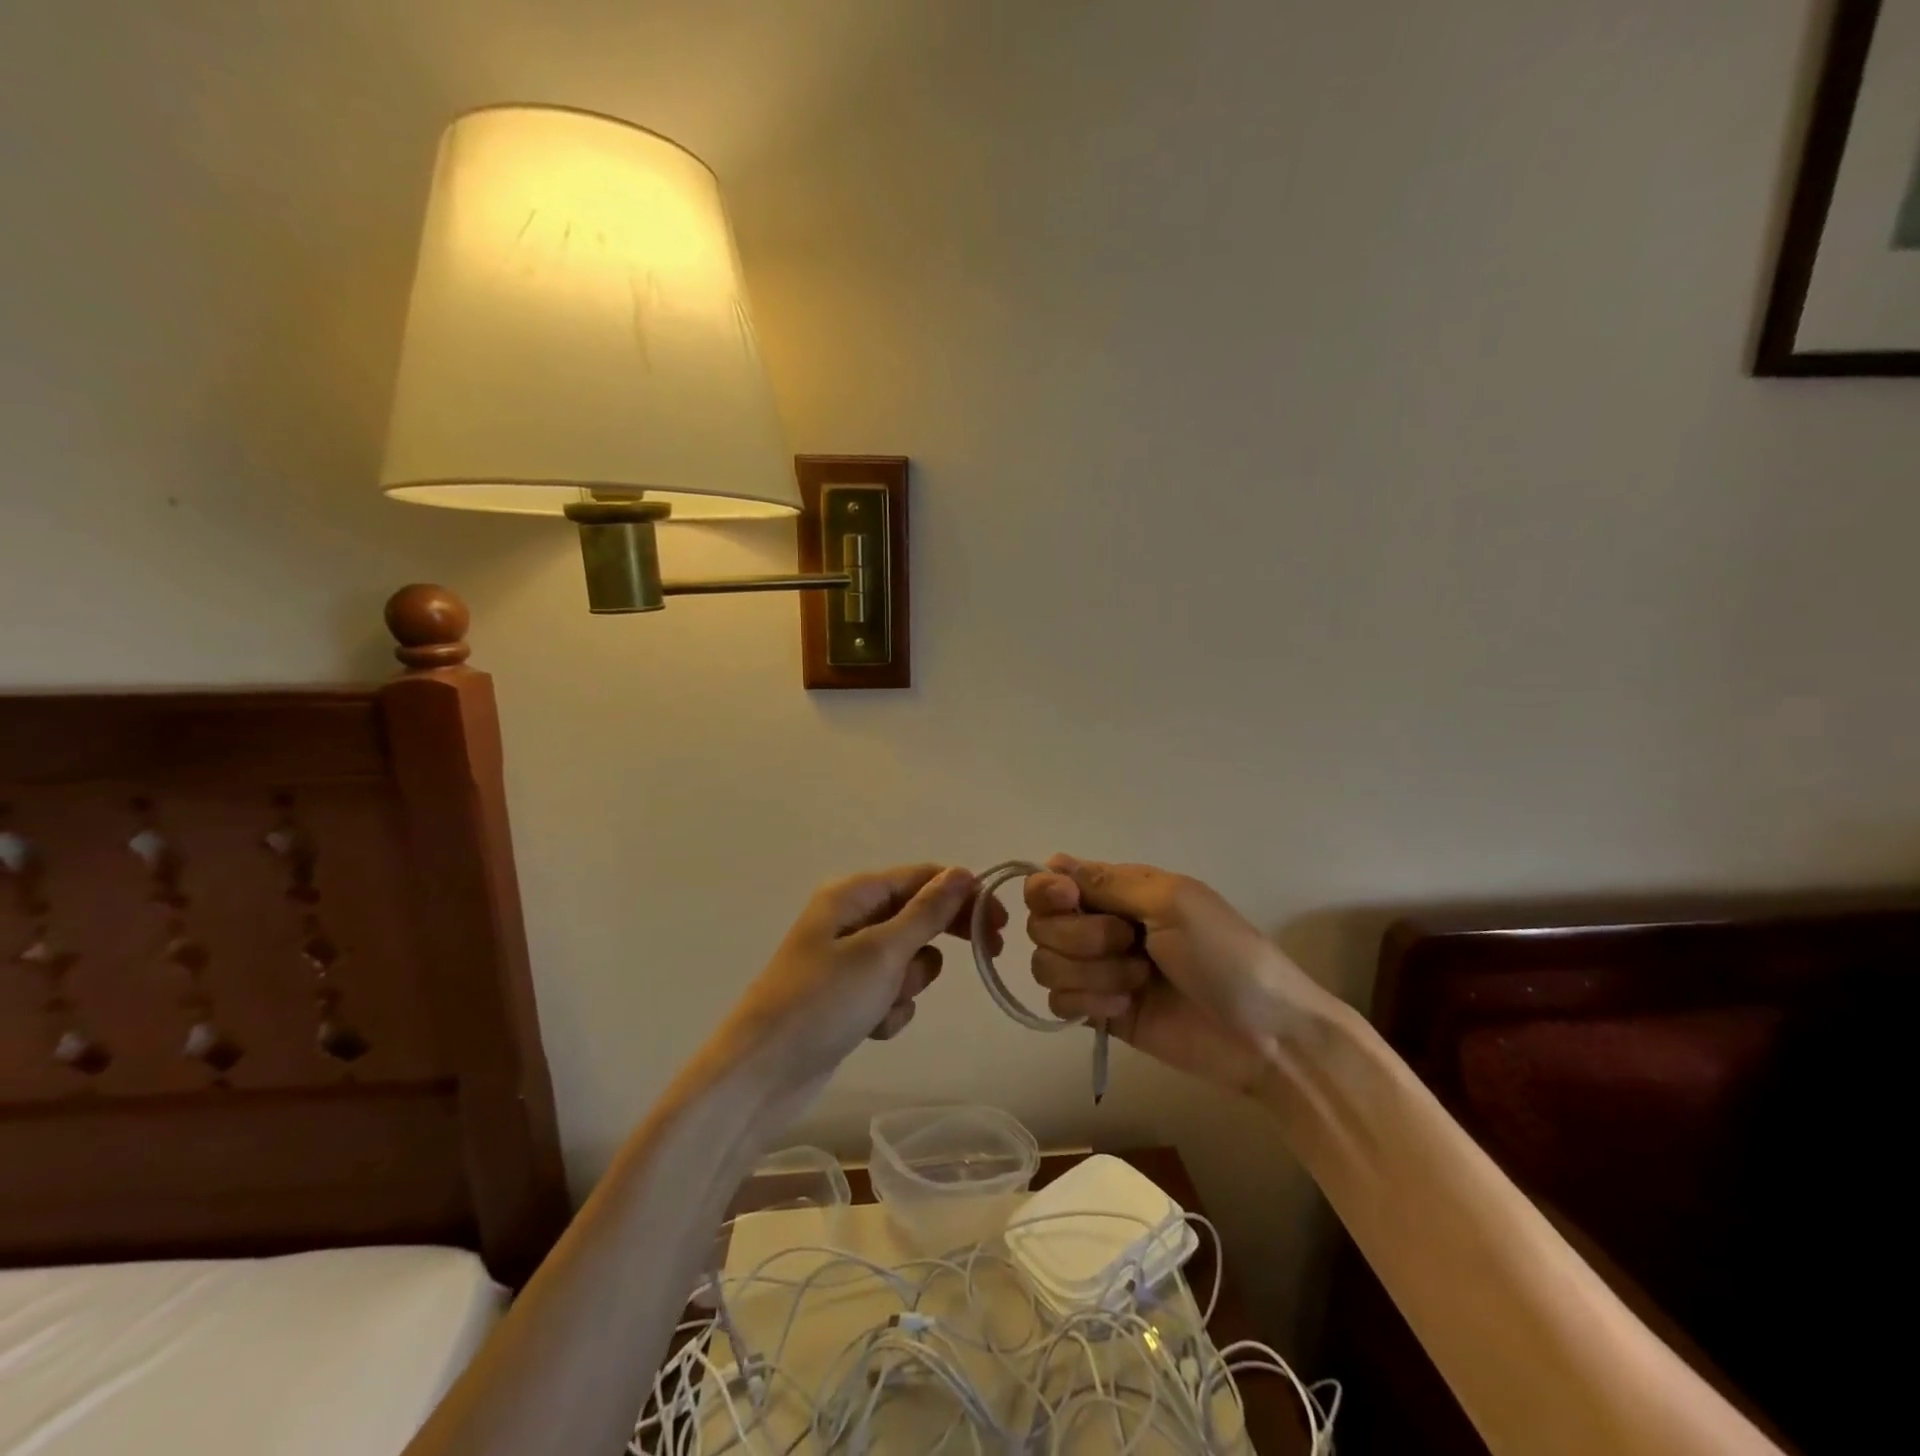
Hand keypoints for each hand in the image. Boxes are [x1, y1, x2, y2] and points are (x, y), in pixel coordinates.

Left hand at [719, 865, 1004, 1100]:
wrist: (761, 1075)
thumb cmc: (823, 1002)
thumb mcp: (882, 952)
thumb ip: (927, 912)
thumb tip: (963, 872)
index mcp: (853, 894)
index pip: (922, 877)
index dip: (963, 895)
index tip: (999, 923)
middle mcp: (850, 918)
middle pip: (917, 915)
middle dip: (941, 938)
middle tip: (989, 953)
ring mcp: (847, 960)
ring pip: (907, 959)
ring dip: (909, 982)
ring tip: (885, 1003)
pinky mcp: (847, 997)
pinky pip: (889, 992)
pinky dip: (890, 1008)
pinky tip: (871, 1028)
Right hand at [1025, 856, 1330, 1094]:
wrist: (1264, 1035)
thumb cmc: (1225, 955)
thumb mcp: (1172, 902)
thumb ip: (1108, 882)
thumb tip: (1052, 861)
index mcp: (1119, 890)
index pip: (1052, 881)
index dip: (1048, 891)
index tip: (1069, 901)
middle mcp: (1100, 925)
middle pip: (1042, 924)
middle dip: (1079, 937)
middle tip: (1128, 944)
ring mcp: (1098, 971)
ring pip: (1046, 963)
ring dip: (1090, 973)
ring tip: (1137, 982)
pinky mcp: (1099, 1013)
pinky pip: (1058, 1002)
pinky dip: (1088, 1003)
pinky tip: (1124, 1009)